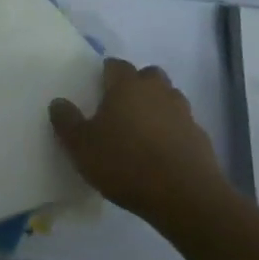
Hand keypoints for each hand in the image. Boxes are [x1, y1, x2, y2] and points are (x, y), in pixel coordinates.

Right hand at [49, 58, 224, 226]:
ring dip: (157, 106)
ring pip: (168, 97)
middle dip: (136, 85)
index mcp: (127, 86)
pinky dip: (173, 131)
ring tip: (142, 131)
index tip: (97, 88)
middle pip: (148, 75)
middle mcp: (157, 91)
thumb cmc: (126, 163)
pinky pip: (182, 124)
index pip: (116, 65)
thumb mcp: (81, 147)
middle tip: (121, 107)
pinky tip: (162, 153)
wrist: (184, 195)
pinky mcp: (200, 136)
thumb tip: (58, 102)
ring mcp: (183, 112)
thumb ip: (66, 121)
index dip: (106, 73)